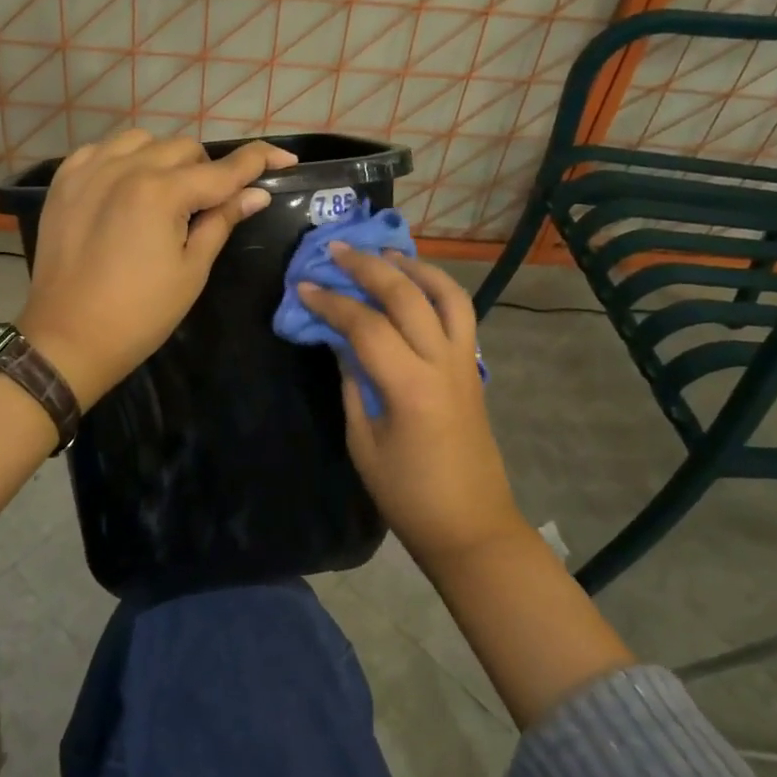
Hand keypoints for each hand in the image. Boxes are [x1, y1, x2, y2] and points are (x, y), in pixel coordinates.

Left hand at [19, 130, 296, 408]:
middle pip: (184, 148)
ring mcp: (90, 170)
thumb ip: (221, 221)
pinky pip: (103, 149)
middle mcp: (126, 168)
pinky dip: (124, 159)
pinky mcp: (65, 182)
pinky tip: (127, 185)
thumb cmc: (140, 314)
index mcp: (162, 192)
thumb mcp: (191, 270)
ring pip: (144, 141)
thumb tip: (256, 194)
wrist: (68, 338)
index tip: (285, 159)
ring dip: (165, 159)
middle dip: (208, 170)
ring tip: (166, 193)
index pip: (223, 168)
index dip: (260, 161)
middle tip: (209, 204)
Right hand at [298, 246, 526, 571]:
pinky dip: (437, 288)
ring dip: (414, 266)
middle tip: (336, 250)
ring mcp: (464, 362)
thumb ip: (353, 382)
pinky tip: (414, 285)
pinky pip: (460, 314)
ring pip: (446, 294)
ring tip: (384, 252)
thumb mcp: (364, 441)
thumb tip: (339, 341)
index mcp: (409, 386)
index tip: (303, 286)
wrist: (471, 526)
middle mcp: (442, 362)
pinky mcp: (472, 368)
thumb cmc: (408, 494)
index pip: (366, 324)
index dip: (331, 301)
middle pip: (406, 295)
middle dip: (368, 266)